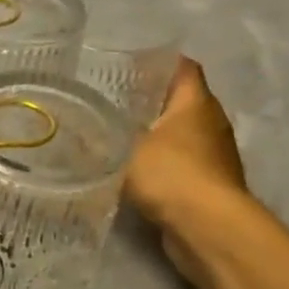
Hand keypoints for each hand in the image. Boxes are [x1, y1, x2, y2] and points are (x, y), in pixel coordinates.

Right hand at [122, 57, 249, 288]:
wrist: (207, 227)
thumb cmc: (171, 173)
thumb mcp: (124, 148)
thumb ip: (101, 134)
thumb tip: (75, 126)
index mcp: (196, 103)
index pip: (182, 68)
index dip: (158, 61)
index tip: (127, 63)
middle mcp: (211, 123)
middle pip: (181, 100)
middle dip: (150, 99)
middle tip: (111, 99)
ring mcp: (213, 155)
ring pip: (180, 133)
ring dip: (155, 133)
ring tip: (116, 132)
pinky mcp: (207, 184)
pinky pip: (180, 161)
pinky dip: (160, 161)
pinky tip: (132, 168)